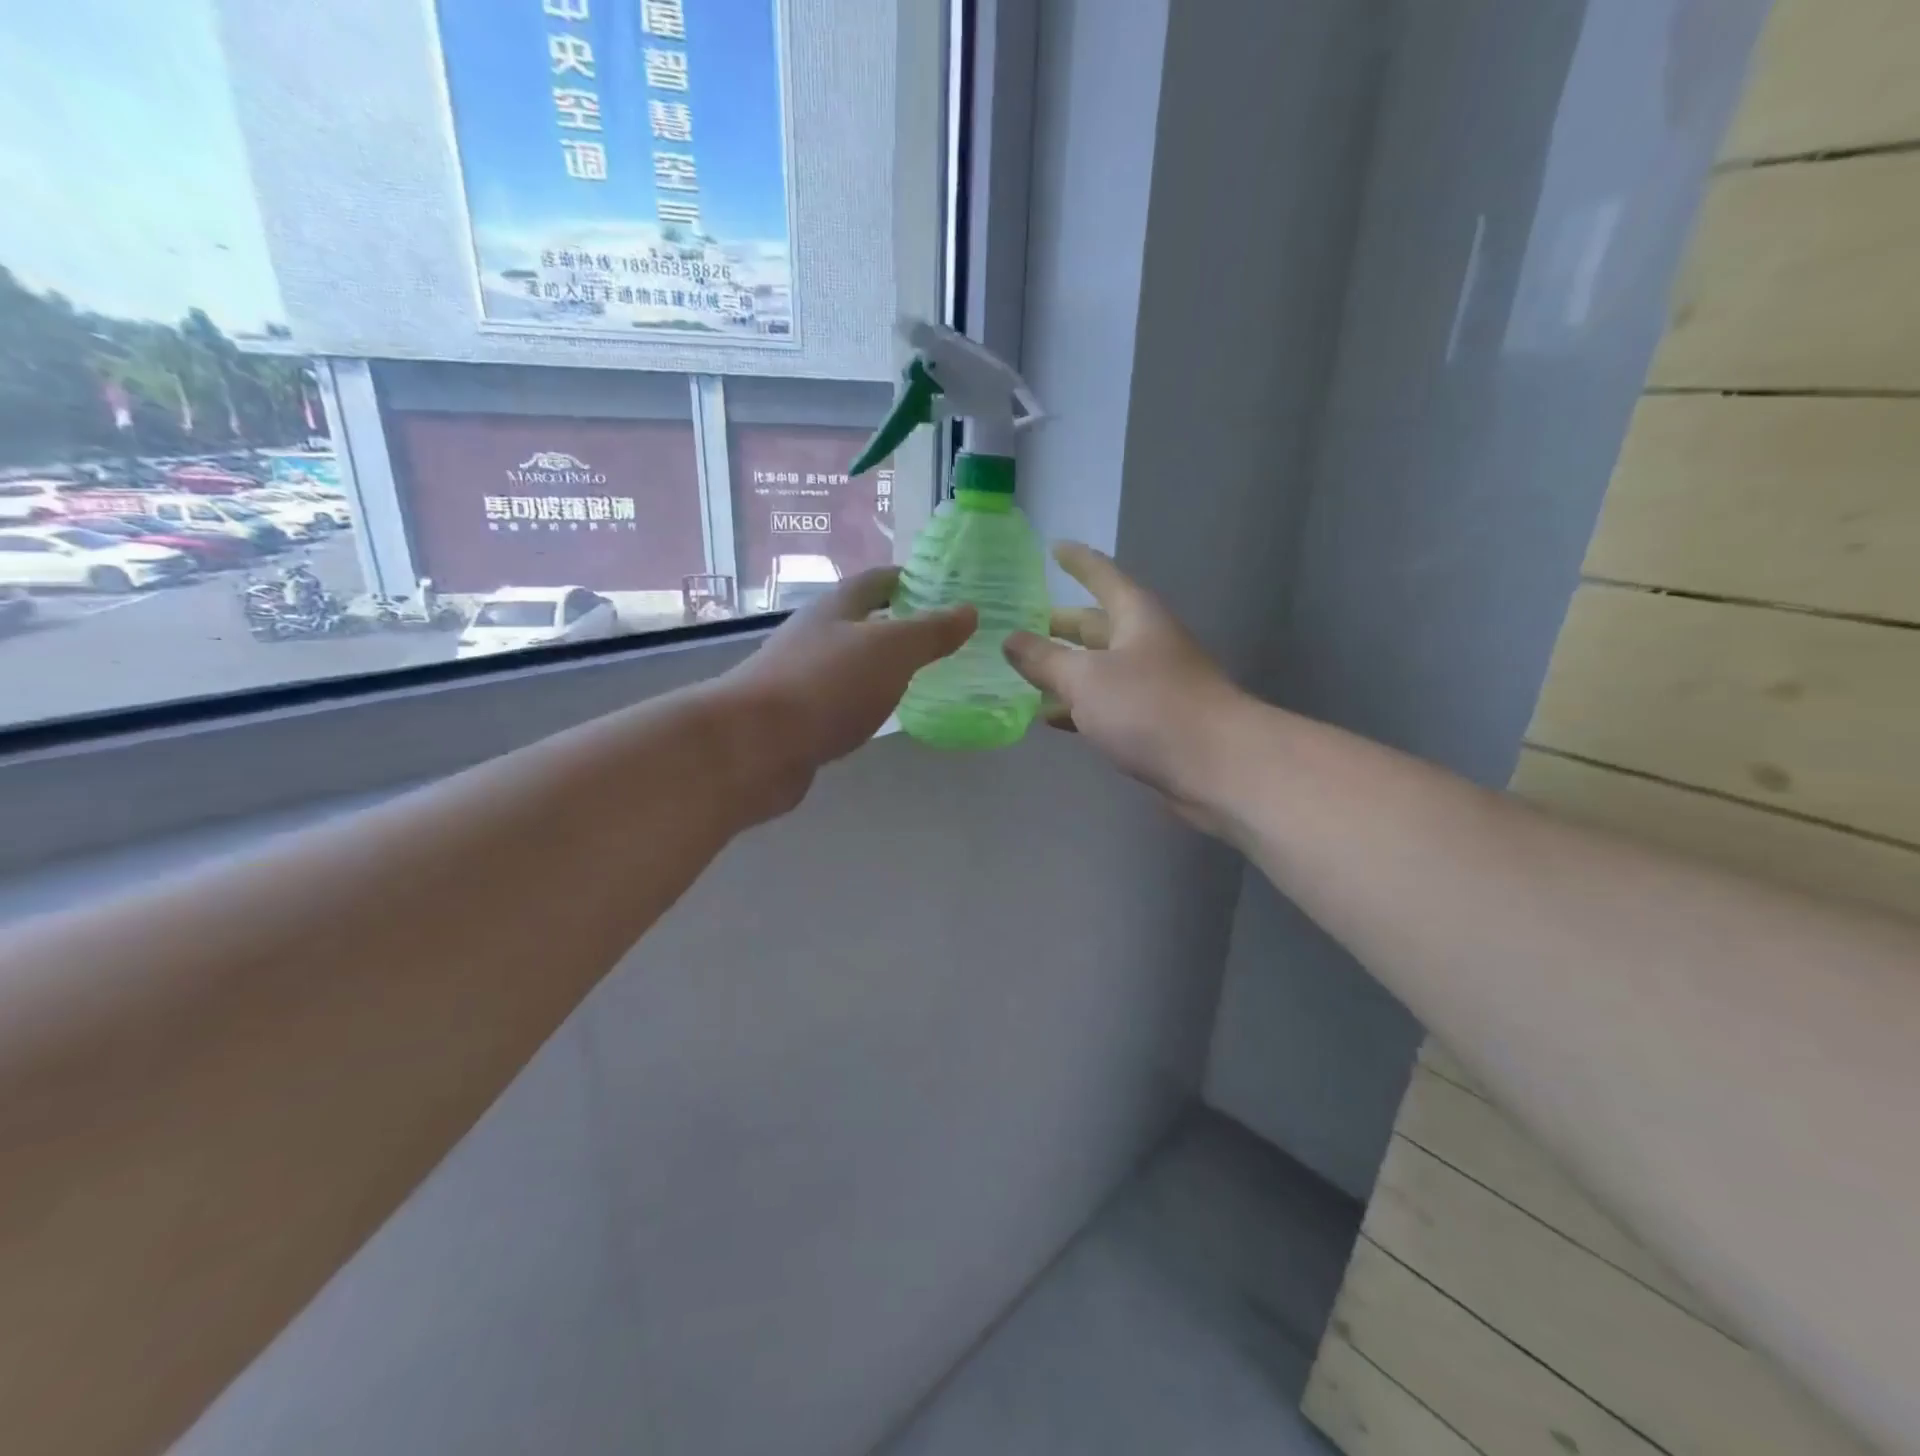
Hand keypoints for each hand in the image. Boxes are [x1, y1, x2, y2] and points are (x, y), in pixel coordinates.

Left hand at [720, 567, 974, 811]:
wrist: (753, 746)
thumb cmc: (826, 685)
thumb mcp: (890, 650)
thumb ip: (930, 632)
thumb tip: (968, 610)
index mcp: (836, 609)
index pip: (876, 581)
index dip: (908, 579)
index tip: (942, 586)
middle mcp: (815, 637)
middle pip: (861, 621)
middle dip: (898, 623)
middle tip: (942, 635)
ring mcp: (802, 678)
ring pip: (851, 663)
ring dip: (882, 665)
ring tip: (923, 674)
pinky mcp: (798, 718)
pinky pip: (842, 700)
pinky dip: (867, 701)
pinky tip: (885, 715)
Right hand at [1003, 542, 1243, 828]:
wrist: (1217, 765)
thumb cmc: (1148, 706)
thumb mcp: (1085, 678)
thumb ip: (1044, 659)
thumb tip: (1010, 639)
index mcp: (1136, 616)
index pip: (1103, 576)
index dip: (1078, 562)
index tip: (1054, 548)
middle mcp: (1147, 643)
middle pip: (1098, 625)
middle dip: (1062, 626)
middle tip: (1023, 626)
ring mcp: (1153, 683)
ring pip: (1100, 668)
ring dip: (1066, 671)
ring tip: (1025, 675)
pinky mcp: (1154, 721)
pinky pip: (1107, 703)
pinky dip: (1079, 705)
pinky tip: (1052, 718)